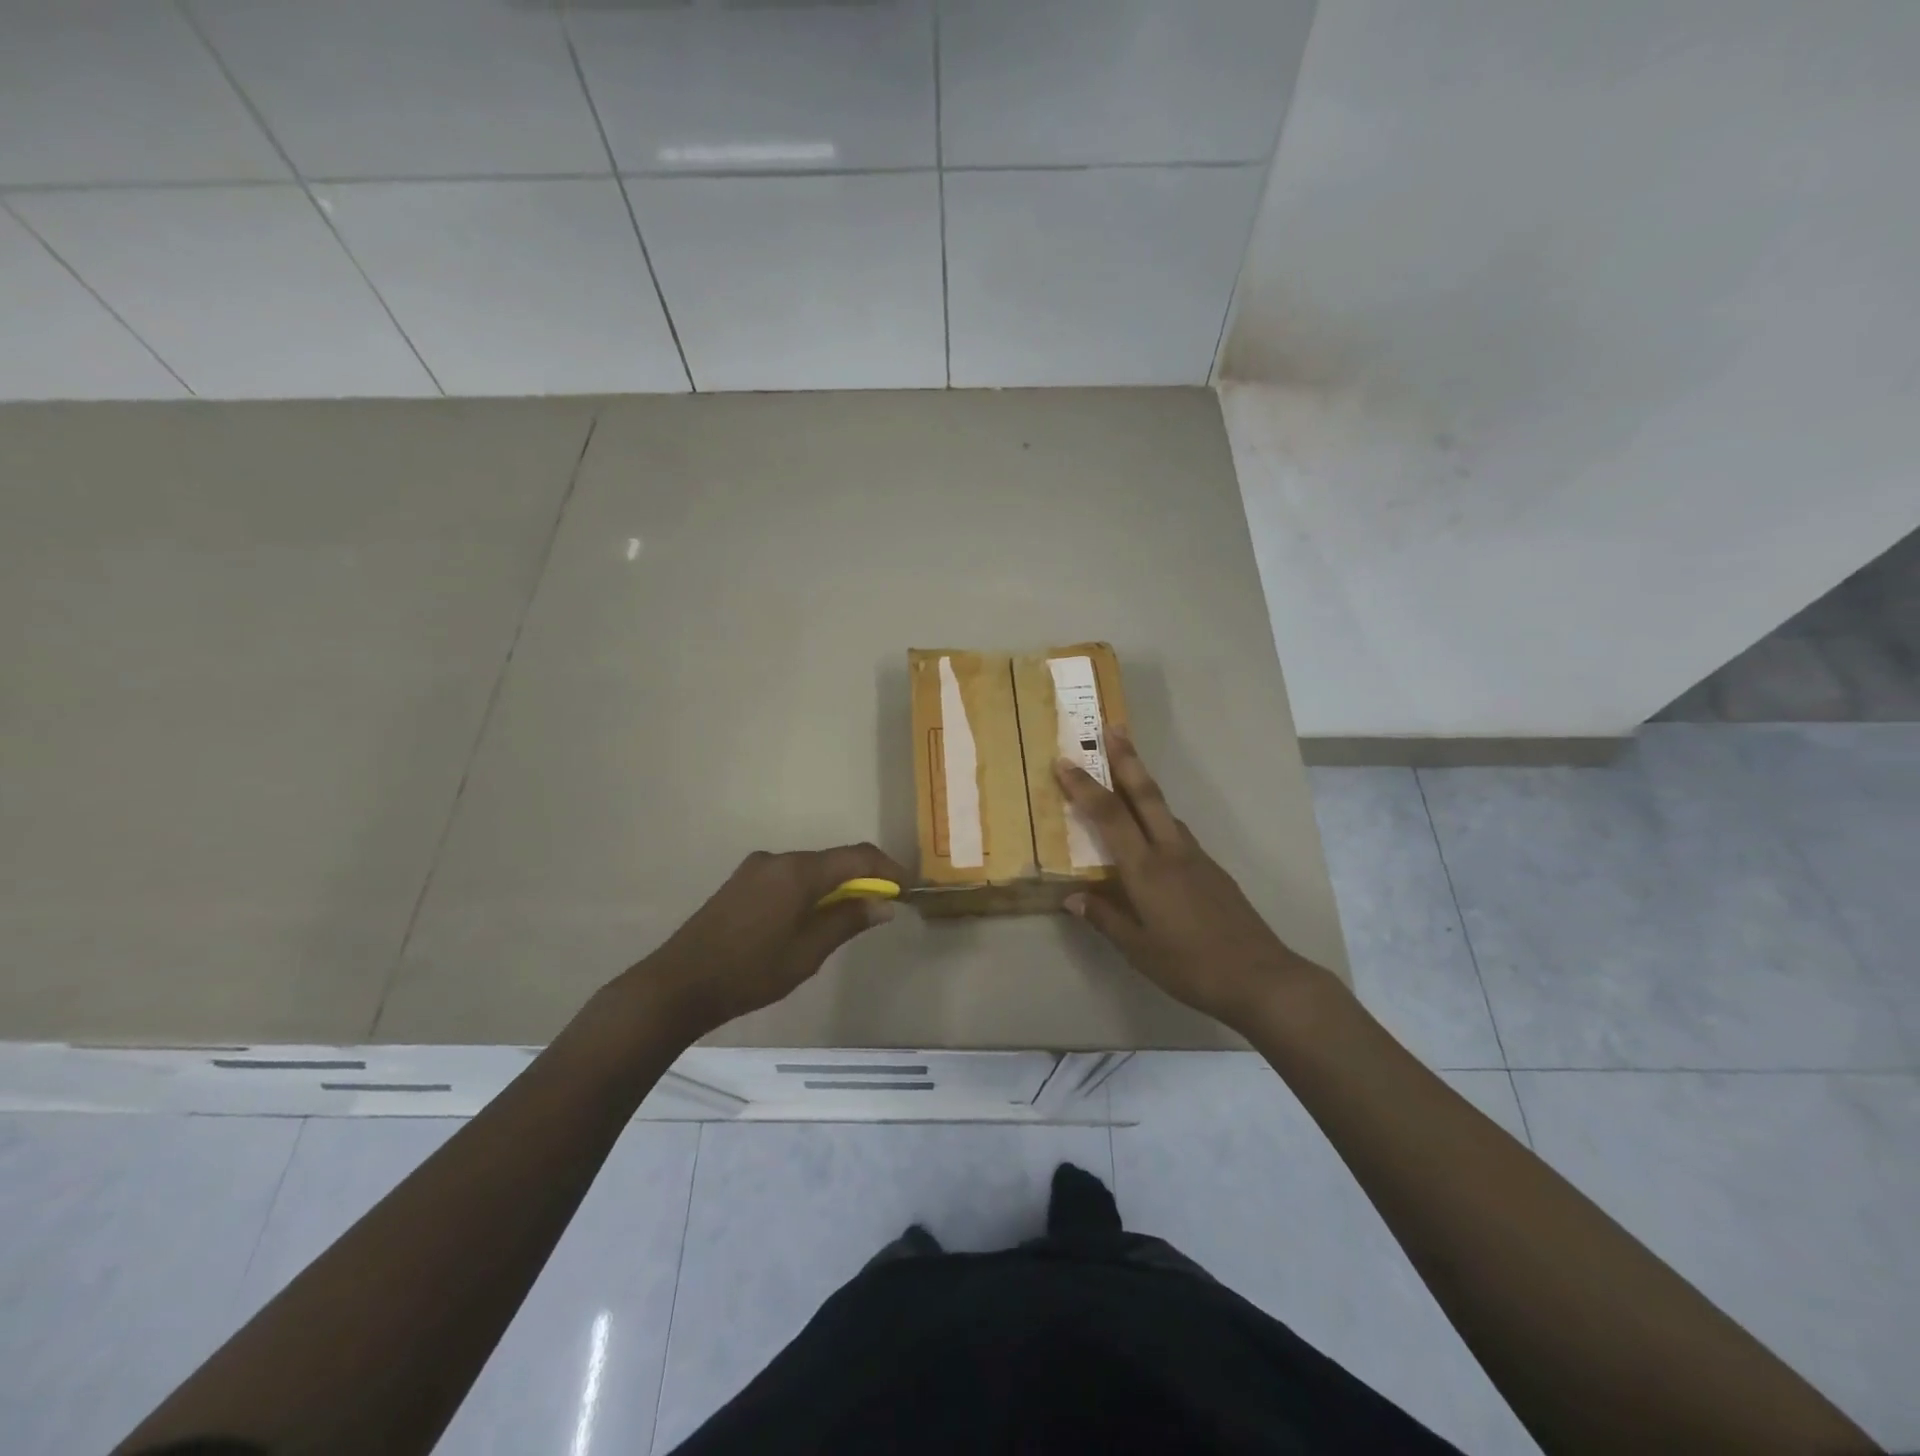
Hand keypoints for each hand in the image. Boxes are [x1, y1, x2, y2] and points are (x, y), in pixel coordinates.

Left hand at [631, 843, 908, 1038]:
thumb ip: (848, 921)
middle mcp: (778, 859)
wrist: (678, 984)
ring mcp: (756, 869)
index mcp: (798, 871)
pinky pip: (788, 878)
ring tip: (846, 919)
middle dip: (862, 879)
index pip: (857, 856)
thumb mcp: (808, 953)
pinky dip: (809, 891)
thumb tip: (883, 903)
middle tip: (881, 907)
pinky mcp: (741, 882)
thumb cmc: (751, 971)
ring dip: (834, 887)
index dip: (887, 869)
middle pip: (833, 860)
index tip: (907, 889)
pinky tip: (809, 920)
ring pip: (810, 869)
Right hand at [1054, 729, 1319, 1031]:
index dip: (1084, 786)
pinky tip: (1151, 832)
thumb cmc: (1191, 966)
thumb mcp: (1138, 949)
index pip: (1108, 816)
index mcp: (1146, 869)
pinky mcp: (1212, 869)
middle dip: (1127, 758)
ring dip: (1142, 784)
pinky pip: (1176, 831)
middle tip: (1112, 727)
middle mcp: (1171, 851)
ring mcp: (1196, 857)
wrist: (1261, 977)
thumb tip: (1072, 897)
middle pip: (1145, 794)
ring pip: (1164, 810)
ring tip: (1124, 771)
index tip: (1063, 761)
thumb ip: (1105, 918)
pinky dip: (1157, 817)